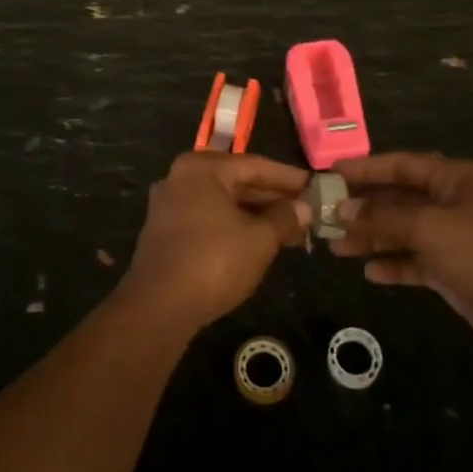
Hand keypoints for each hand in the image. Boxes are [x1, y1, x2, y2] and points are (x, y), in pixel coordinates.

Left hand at [120, 153, 311, 332]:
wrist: (159, 306)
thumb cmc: (214, 261)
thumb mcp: (259, 239)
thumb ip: (284, 218)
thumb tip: (304, 208)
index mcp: (201, 169)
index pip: (255, 165)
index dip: (288, 177)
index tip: (314, 185)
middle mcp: (181, 178)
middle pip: (236, 181)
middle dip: (273, 198)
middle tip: (306, 211)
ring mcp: (169, 205)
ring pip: (222, 203)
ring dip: (255, 215)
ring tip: (290, 230)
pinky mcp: (165, 232)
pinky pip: (208, 219)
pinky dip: (234, 226)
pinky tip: (258, 241)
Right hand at [331, 152, 472, 355]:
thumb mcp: (428, 227)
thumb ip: (382, 218)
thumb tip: (342, 211)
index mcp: (454, 179)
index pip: (402, 165)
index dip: (366, 168)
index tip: (331, 173)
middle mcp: (452, 203)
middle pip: (398, 199)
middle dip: (363, 208)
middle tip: (325, 216)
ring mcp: (452, 239)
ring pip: (402, 232)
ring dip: (371, 238)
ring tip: (336, 247)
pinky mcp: (452, 271)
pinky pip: (414, 262)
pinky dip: (393, 265)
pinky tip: (369, 272)